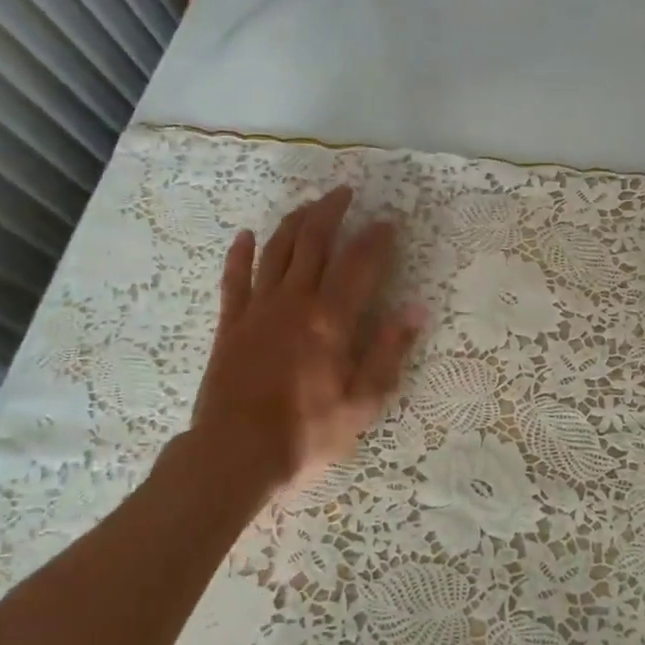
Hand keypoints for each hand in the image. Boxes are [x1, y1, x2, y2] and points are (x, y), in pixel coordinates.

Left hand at [192, 185, 424, 492]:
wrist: (235, 453)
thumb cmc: (305, 433)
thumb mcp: (362, 404)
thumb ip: (388, 352)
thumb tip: (415, 309)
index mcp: (330, 320)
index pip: (359, 264)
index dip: (375, 238)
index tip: (387, 221)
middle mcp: (294, 302)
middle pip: (313, 241)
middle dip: (331, 212)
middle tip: (344, 192)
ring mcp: (257, 309)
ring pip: (276, 250)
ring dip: (293, 222)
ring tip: (308, 205)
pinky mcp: (229, 324)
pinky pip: (234, 279)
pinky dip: (240, 254)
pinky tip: (246, 235)